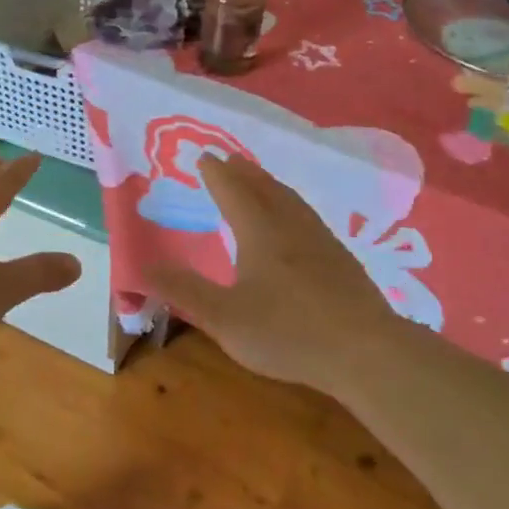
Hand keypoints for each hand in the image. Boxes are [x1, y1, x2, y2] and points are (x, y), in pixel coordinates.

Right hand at [143, 156, 406, 397]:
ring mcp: (321, 241)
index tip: (204, 156)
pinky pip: (308, 217)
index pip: (233, 192)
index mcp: (260, 233)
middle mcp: (291, 227)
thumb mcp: (223, 317)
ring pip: (291, 201)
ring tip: (260, 180)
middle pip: (265, 188)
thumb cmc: (288, 333)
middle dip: (244, 172)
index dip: (216, 174)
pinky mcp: (342, 260)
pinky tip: (298, 223)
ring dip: (270, 184)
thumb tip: (142, 268)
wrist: (366, 351)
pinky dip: (292, 206)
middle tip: (229, 159)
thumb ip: (183, 291)